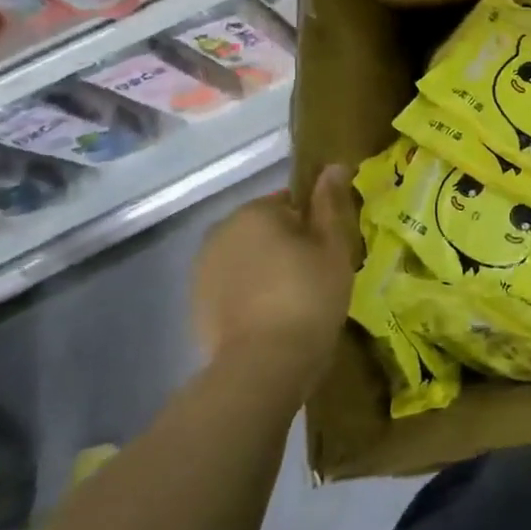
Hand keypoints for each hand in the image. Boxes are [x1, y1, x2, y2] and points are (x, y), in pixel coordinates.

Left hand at [190, 165, 357, 379]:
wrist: (265, 364)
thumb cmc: (309, 295)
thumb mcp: (333, 247)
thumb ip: (330, 204)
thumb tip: (334, 165)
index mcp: (254, 212)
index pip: (290, 203)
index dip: (313, 226)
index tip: (328, 252)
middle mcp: (220, 232)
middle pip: (265, 230)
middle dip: (287, 246)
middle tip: (316, 276)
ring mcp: (203, 270)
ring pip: (247, 259)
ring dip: (267, 270)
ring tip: (295, 301)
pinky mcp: (196, 305)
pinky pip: (232, 288)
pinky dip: (250, 296)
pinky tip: (271, 318)